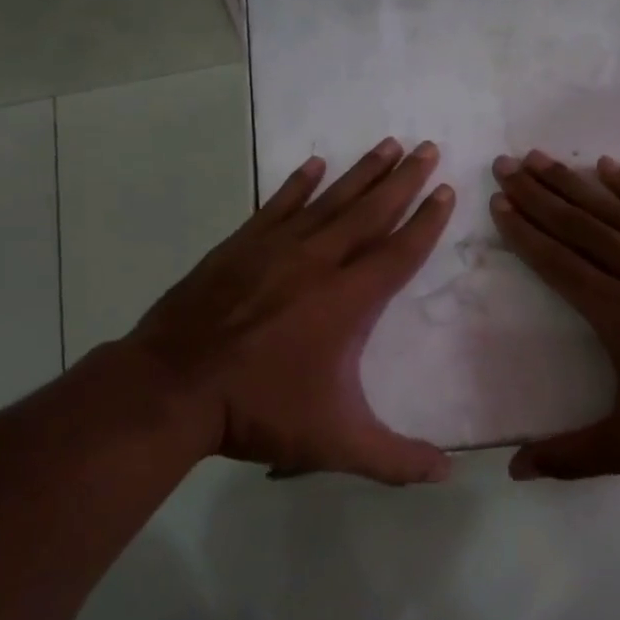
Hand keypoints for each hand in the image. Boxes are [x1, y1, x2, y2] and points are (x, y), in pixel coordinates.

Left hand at [123, 138, 455, 484]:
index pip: (399, 252)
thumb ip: (395, 460)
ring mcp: (274, 250)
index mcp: (347, 302)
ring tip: (386, 144)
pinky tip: (313, 164)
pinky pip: (277, 206)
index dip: (426, 222)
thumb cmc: (259, 411)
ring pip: (328, 201)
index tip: (446, 190)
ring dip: (361, 173)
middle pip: (370, 212)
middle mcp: (317, 263)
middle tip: (427, 147)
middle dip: (403, 180)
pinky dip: (297, 184)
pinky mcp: (239, 248)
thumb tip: (447, 474)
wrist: (172, 389)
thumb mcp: (335, 443)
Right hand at [490, 150, 619, 478]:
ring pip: (614, 209)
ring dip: (574, 182)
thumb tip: (514, 470)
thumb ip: (574, 456)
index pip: (559, 262)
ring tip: (541, 158)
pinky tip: (609, 167)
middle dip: (538, 194)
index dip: (525, 232)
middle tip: (506, 165)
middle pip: (580, 224)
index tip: (499, 204)